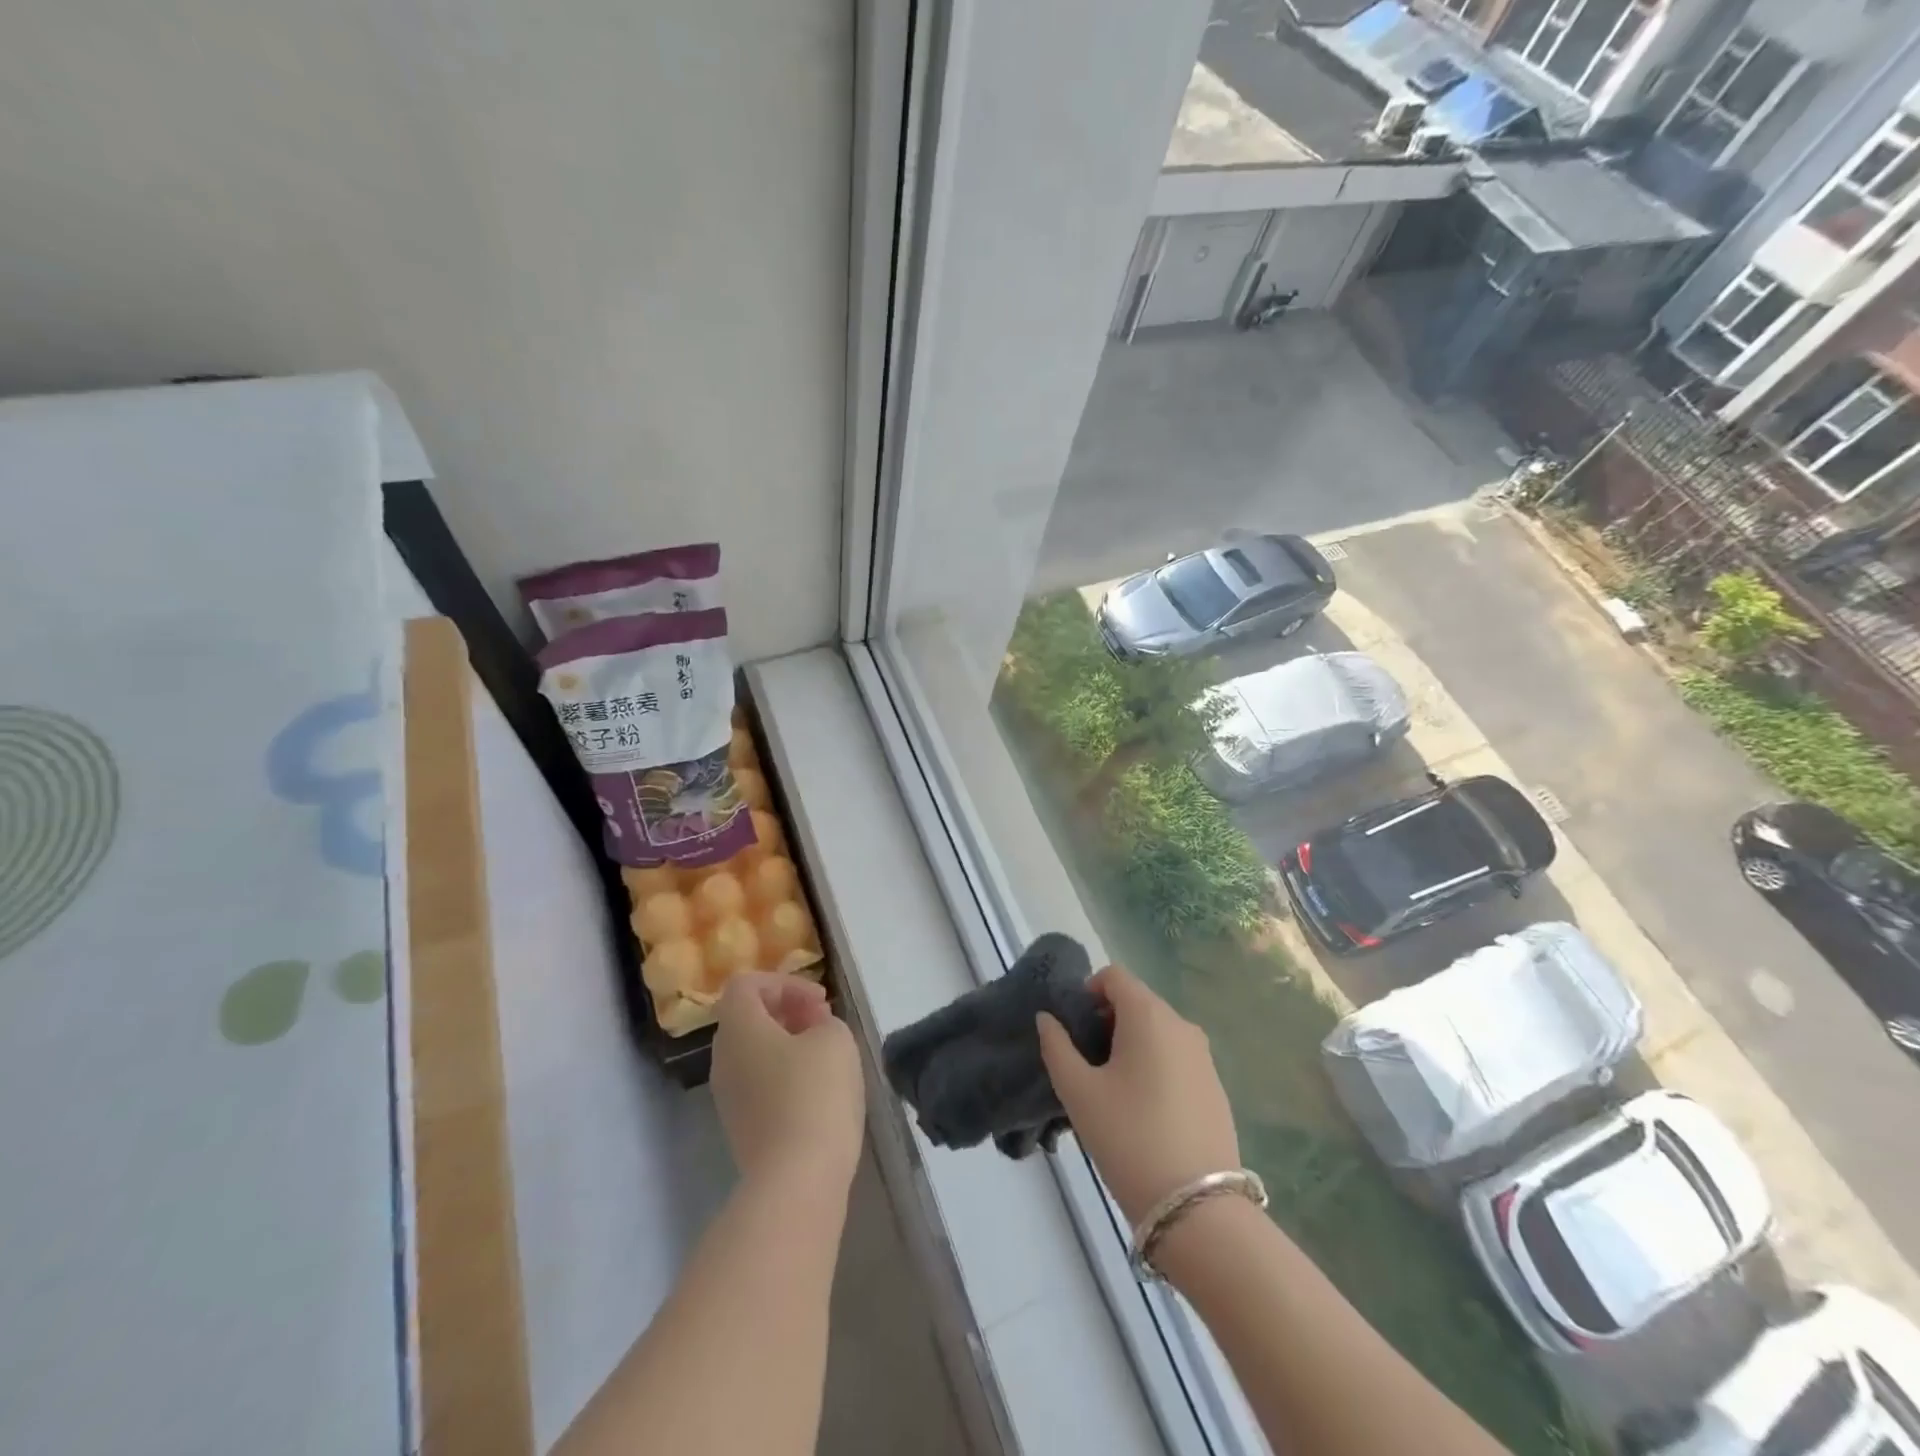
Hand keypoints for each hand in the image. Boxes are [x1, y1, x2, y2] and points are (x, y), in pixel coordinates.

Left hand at [712, 973, 864, 1199]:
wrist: (797, 1180)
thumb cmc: (815, 1093)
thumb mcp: (835, 1038)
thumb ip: (823, 1020)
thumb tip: (812, 1030)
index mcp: (738, 1029)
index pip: (745, 985)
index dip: (785, 983)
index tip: (819, 1002)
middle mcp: (723, 1059)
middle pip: (747, 1019)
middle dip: (788, 1012)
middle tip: (824, 1024)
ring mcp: (729, 1098)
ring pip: (754, 1054)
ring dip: (788, 1045)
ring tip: (826, 1057)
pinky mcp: (742, 1129)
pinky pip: (759, 1085)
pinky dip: (785, 1076)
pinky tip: (818, 1092)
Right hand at [1037, 964, 1238, 1225]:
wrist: (1197, 1207)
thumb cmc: (1129, 1137)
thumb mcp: (1078, 1092)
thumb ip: (1057, 1046)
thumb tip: (1047, 1018)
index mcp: (1149, 1015)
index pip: (1114, 976)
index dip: (1087, 992)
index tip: (1073, 1029)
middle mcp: (1182, 1025)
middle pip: (1137, 1002)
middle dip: (1106, 1021)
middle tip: (1085, 1062)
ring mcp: (1204, 1057)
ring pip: (1158, 1032)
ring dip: (1130, 1045)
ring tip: (1111, 1090)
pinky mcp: (1215, 1087)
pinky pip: (1176, 1058)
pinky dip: (1154, 1066)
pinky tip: (1142, 1111)